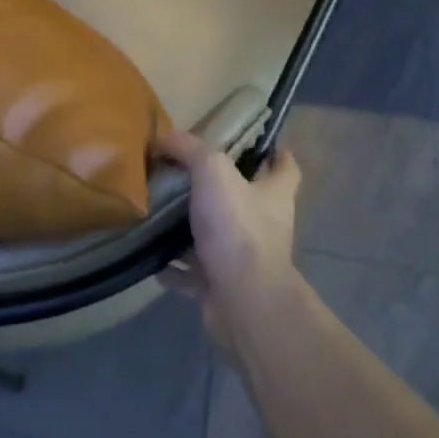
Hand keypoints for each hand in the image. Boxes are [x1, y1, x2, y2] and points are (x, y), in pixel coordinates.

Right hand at [156, 131, 302, 359]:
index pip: (286, 168)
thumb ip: (190, 150)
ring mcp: (243, 259)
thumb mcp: (212, 171)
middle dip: (219, 189)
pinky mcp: (221, 287)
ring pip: (216, 237)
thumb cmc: (237, 227)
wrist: (242, 301)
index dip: (275, 153)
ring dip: (191, 229)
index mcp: (273, 194)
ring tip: (159, 212)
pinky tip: (152, 257)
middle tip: (184, 173)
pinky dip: (174, 268)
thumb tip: (165, 137)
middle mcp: (264, 225)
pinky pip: (193, 273)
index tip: (256, 143)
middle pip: (246, 200)